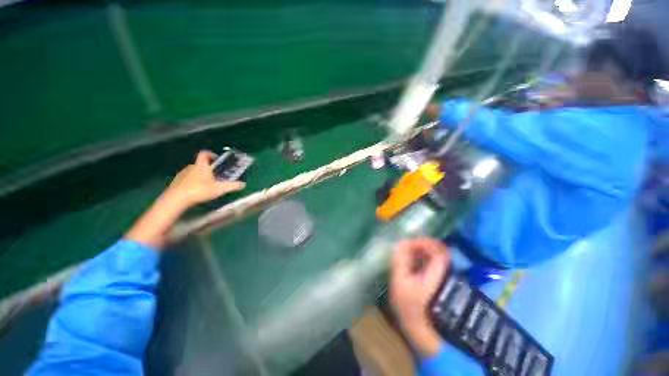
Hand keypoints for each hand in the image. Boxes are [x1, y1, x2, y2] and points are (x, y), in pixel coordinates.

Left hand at [161, 151, 245, 209]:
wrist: (176, 199)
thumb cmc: (199, 190)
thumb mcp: (219, 189)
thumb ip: (232, 186)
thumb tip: (243, 184)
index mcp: (201, 165)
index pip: (205, 154)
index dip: (211, 154)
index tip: (217, 159)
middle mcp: (191, 167)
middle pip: (201, 163)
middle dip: (209, 168)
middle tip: (216, 175)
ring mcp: (183, 174)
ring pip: (194, 171)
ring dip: (201, 175)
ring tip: (207, 184)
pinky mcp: (177, 181)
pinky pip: (188, 178)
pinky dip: (193, 181)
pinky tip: (197, 190)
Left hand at [390, 237, 448, 356]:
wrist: (423, 339)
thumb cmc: (425, 312)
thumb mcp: (430, 286)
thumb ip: (436, 266)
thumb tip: (443, 251)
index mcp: (398, 273)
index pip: (401, 248)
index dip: (416, 242)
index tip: (433, 244)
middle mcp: (398, 274)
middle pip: (406, 252)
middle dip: (423, 247)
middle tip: (440, 248)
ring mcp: (405, 280)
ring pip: (412, 260)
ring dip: (426, 254)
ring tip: (441, 254)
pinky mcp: (412, 286)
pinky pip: (418, 268)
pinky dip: (427, 263)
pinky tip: (438, 263)